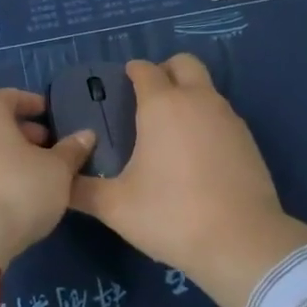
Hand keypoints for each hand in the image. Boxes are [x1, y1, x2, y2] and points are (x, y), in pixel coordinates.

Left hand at [0, 89, 97, 266]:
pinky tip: (12, 194)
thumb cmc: (17, 190)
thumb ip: (72, 150)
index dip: (34, 105)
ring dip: (8, 155)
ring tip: (35, 174)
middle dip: (23, 133)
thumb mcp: (57, 171)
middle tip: (50, 148)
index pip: (12, 96)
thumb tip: (86, 135)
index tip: (53, 117)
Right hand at [70, 55, 306, 306]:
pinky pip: (221, 115)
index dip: (131, 72)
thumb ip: (81, 190)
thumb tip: (58, 182)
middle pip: (184, 63)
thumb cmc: (172, 215)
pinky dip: (206, 120)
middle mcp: (198, 100)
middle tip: (147, 99)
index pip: (145, 69)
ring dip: (187, 96)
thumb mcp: (116, 207)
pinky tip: (195, 154)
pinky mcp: (249, 140)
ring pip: (206, 89)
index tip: (120, 85)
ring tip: (169, 131)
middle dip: (165, 71)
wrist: (242, 242)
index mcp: (163, 105)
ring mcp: (229, 118)